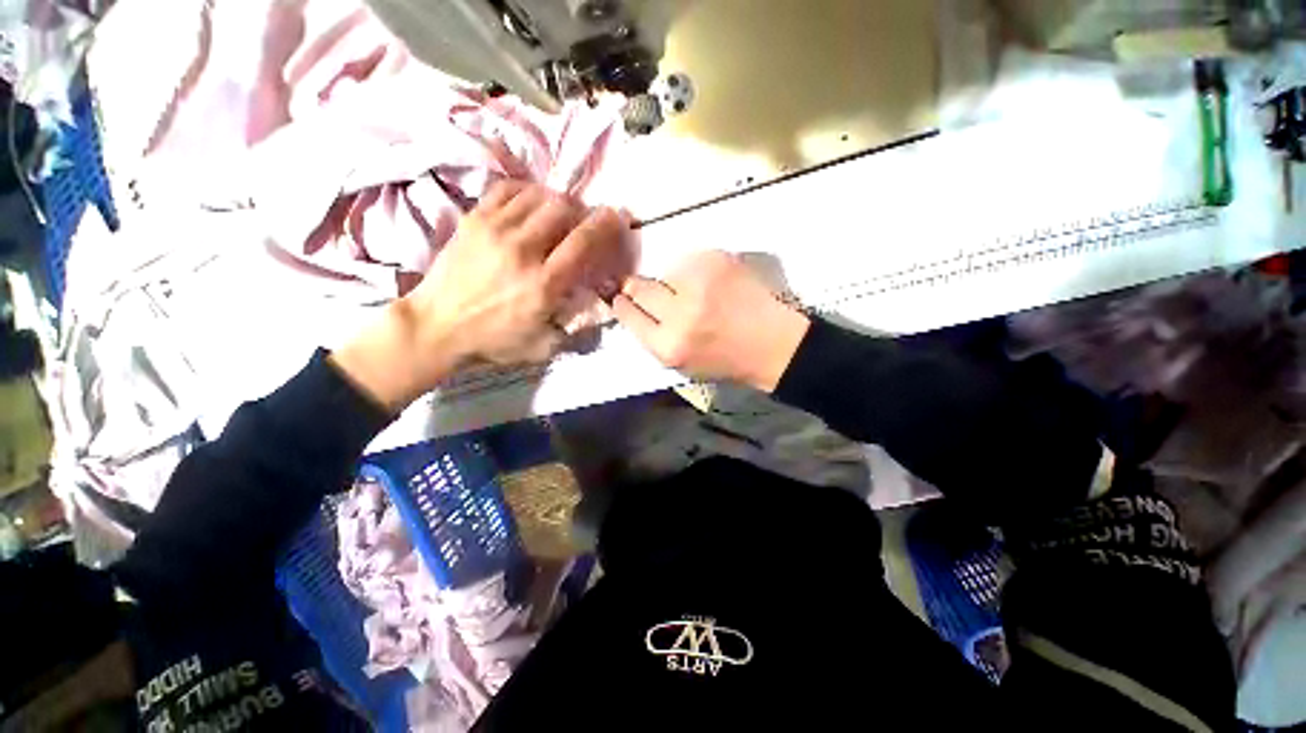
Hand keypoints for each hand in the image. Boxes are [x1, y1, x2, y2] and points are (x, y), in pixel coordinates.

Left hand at [332, 182, 630, 410]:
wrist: (435, 327)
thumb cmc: (494, 341)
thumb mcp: (543, 347)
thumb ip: (576, 328)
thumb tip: (600, 305)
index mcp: (544, 284)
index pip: (583, 241)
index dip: (606, 224)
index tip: (617, 217)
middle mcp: (522, 250)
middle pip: (563, 209)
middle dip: (582, 211)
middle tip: (583, 222)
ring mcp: (495, 230)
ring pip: (538, 195)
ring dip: (556, 201)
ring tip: (558, 214)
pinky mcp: (474, 220)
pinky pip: (507, 189)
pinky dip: (526, 191)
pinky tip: (530, 204)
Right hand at [613, 250, 809, 391]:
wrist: (773, 345)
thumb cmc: (726, 360)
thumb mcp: (681, 364)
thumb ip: (653, 337)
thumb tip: (632, 305)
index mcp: (669, 346)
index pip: (628, 314)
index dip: (623, 304)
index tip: (621, 298)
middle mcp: (679, 314)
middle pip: (639, 287)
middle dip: (637, 287)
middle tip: (650, 290)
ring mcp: (699, 284)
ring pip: (665, 272)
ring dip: (673, 282)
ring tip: (696, 295)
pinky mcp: (717, 261)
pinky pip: (690, 260)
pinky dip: (695, 271)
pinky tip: (713, 285)